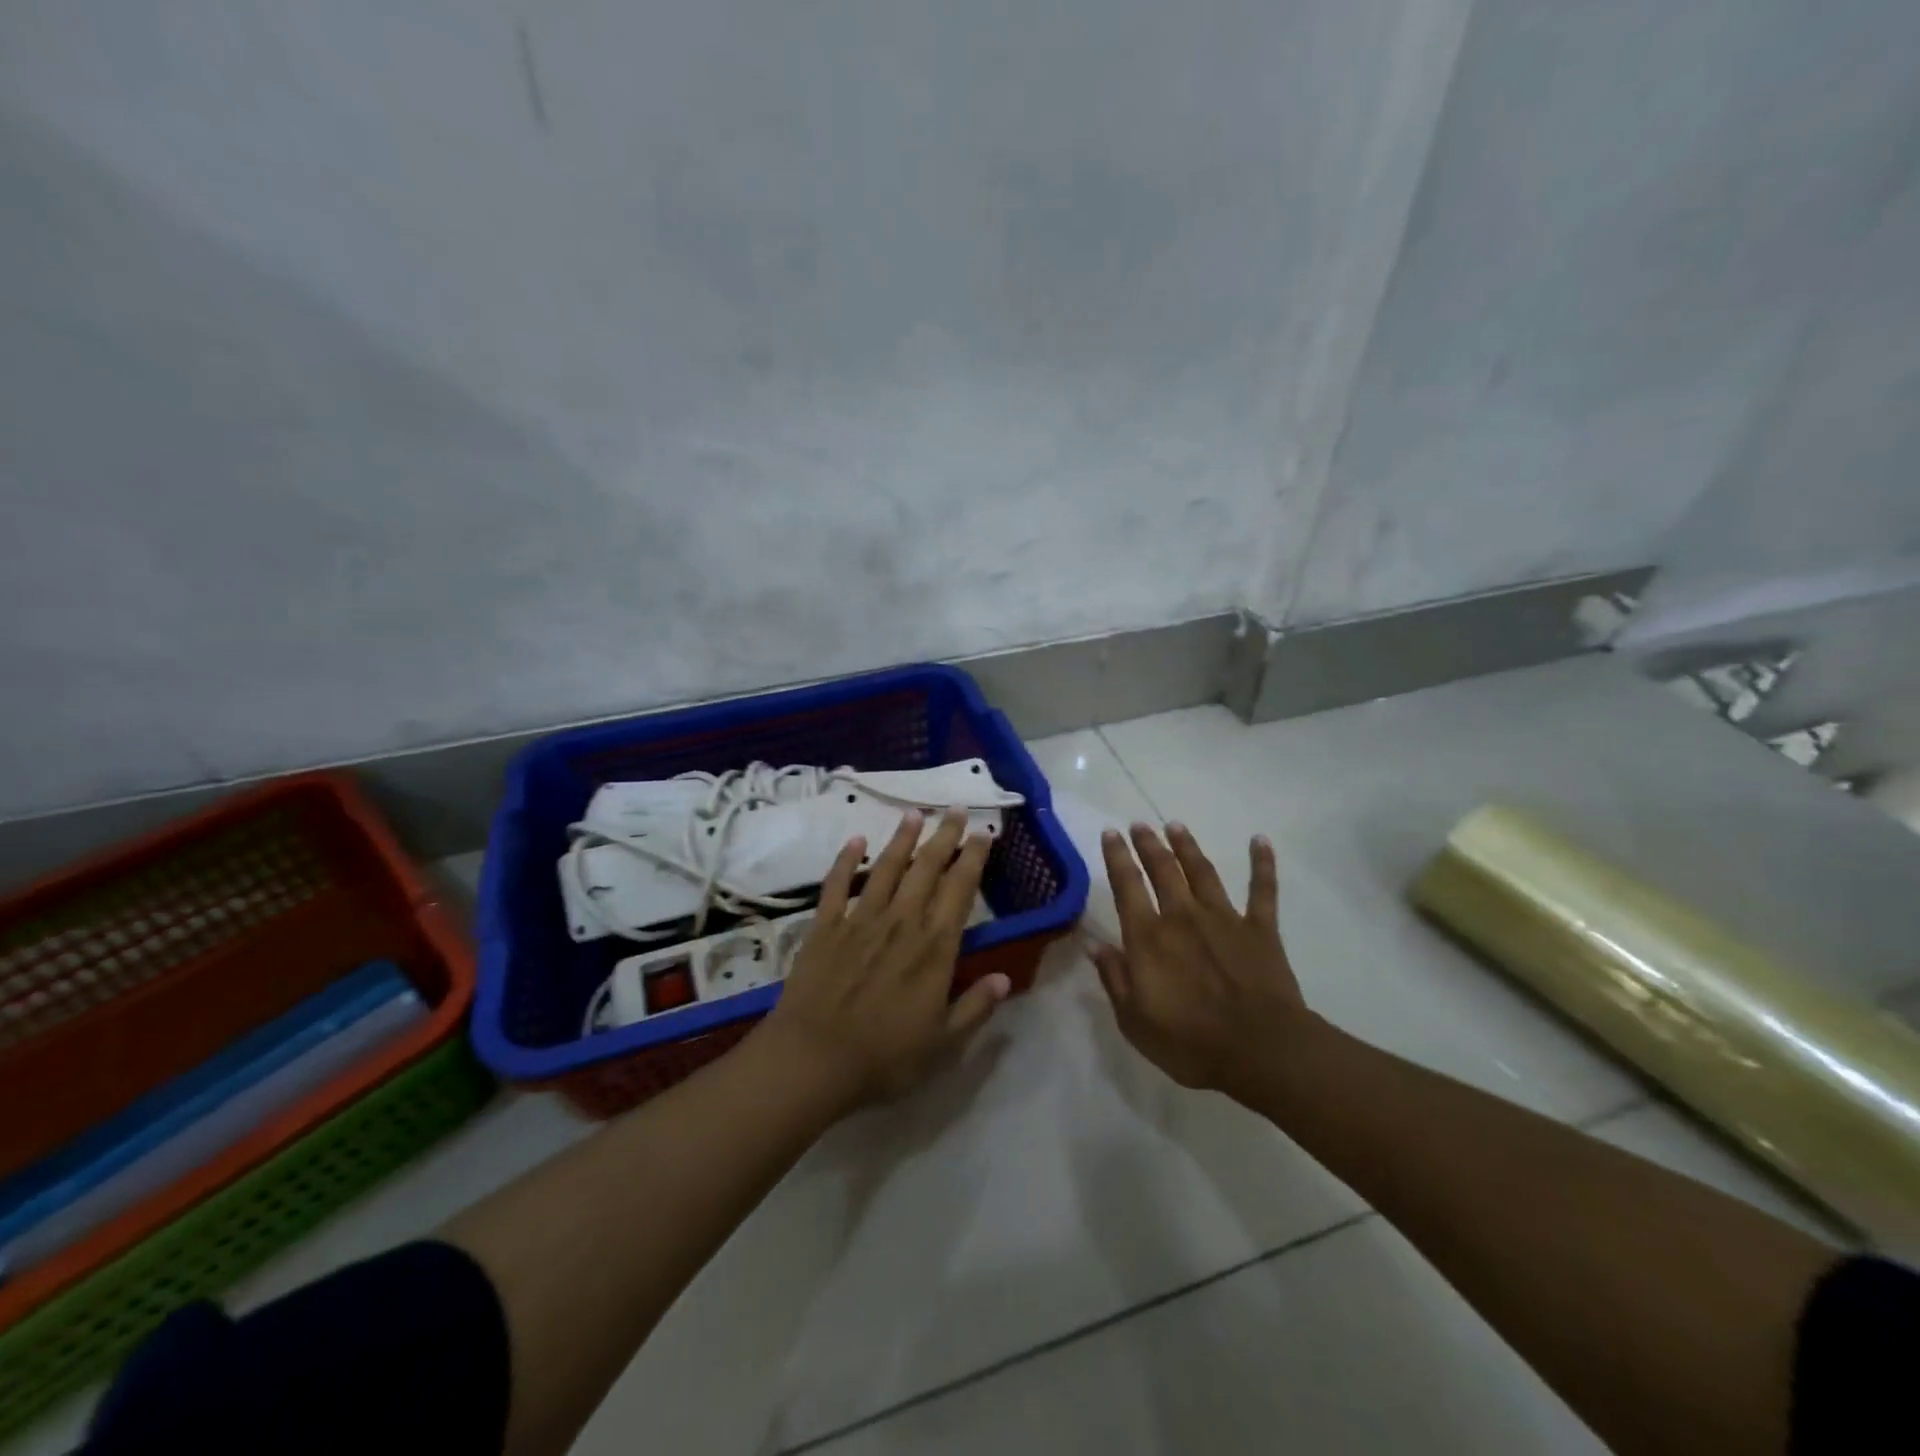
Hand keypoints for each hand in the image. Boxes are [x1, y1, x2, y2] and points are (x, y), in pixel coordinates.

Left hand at [763, 808, 1010, 1110]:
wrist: (813, 1060)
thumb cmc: (884, 1056)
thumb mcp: (943, 1043)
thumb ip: (975, 1007)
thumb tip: (1006, 978)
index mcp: (934, 947)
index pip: (960, 890)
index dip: (973, 858)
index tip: (983, 833)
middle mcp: (902, 922)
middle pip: (927, 868)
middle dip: (944, 836)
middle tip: (956, 809)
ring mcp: (861, 920)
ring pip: (887, 868)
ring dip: (902, 838)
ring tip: (914, 813)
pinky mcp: (826, 926)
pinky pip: (837, 885)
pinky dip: (846, 861)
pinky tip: (855, 841)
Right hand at [1092, 822, 1312, 1100]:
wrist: (1260, 1050)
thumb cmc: (1189, 1042)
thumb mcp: (1134, 1020)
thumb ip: (1114, 979)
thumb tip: (1095, 946)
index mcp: (1148, 937)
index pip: (1127, 886)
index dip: (1117, 857)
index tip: (1111, 833)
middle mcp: (1182, 916)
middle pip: (1163, 869)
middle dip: (1148, 844)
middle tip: (1140, 825)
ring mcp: (1224, 918)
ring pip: (1202, 871)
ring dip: (1187, 846)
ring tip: (1176, 826)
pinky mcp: (1260, 929)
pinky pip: (1262, 890)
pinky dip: (1262, 863)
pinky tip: (1260, 840)